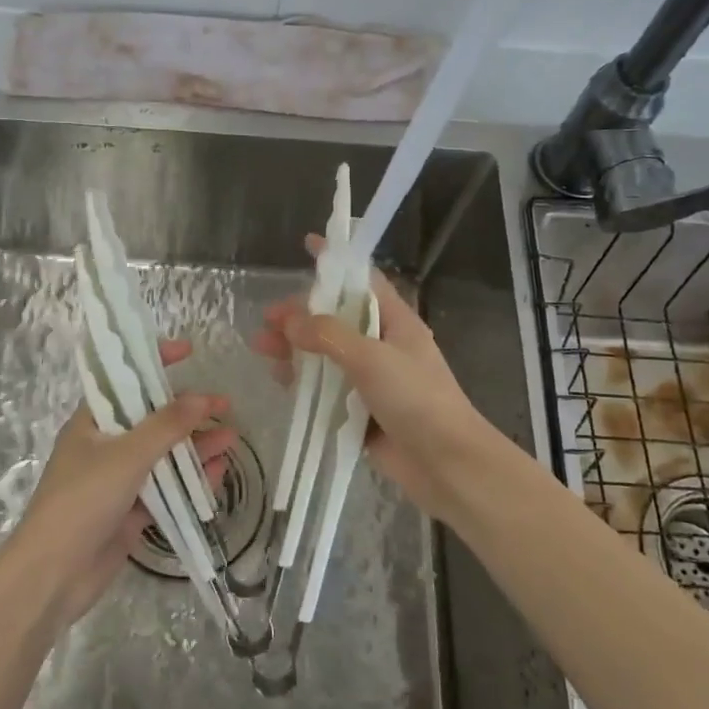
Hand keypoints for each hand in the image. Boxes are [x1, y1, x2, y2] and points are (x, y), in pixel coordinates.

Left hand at [7, 339, 235, 625]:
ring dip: (194, 446)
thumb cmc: (82, 501)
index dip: (154, 362)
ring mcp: (118, 480)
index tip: (188, 352)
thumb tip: (202, 397)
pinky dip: (189, 480)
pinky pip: (165, 488)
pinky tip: (217, 473)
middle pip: (151, 419)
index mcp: (92, 422)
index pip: (125, 380)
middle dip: (187, 412)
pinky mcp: (130, 511)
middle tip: (225, 406)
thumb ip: (166, 425)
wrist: (53, 575)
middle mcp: (105, 445)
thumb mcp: (126, 455)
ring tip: (231, 439)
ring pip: (163, 455)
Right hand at [250, 236, 501, 524]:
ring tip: (262, 348)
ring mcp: (372, 379)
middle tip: (268, 319)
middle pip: (336, 319)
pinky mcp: (361, 410)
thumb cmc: (416, 399)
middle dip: (301, 315)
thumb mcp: (371, 358)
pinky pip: (327, 389)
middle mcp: (383, 345)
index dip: (336, 263)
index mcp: (395, 321)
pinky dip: (304, 381)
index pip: (362, 280)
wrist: (446, 464)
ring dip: (296, 349)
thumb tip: (289, 322)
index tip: (309, 245)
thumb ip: (328, 336)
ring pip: (326, 354)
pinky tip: (281, 381)